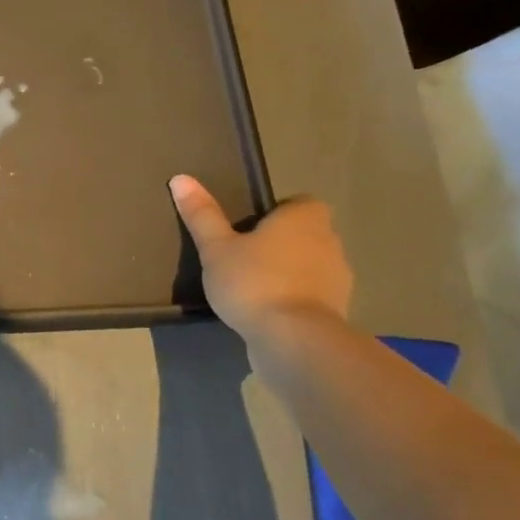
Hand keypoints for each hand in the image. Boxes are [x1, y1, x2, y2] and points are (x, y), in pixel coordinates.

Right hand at [168, 175, 352, 342]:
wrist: (294, 340)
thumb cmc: (253, 282)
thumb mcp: (216, 247)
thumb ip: (202, 214)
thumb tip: (181, 178)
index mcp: (303, 220)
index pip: (301, 203)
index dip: (279, 212)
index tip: (251, 226)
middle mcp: (329, 242)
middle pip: (307, 233)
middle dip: (282, 242)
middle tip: (244, 254)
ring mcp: (338, 279)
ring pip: (312, 265)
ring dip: (290, 271)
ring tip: (253, 285)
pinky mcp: (336, 311)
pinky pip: (313, 295)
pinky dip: (295, 298)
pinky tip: (267, 311)